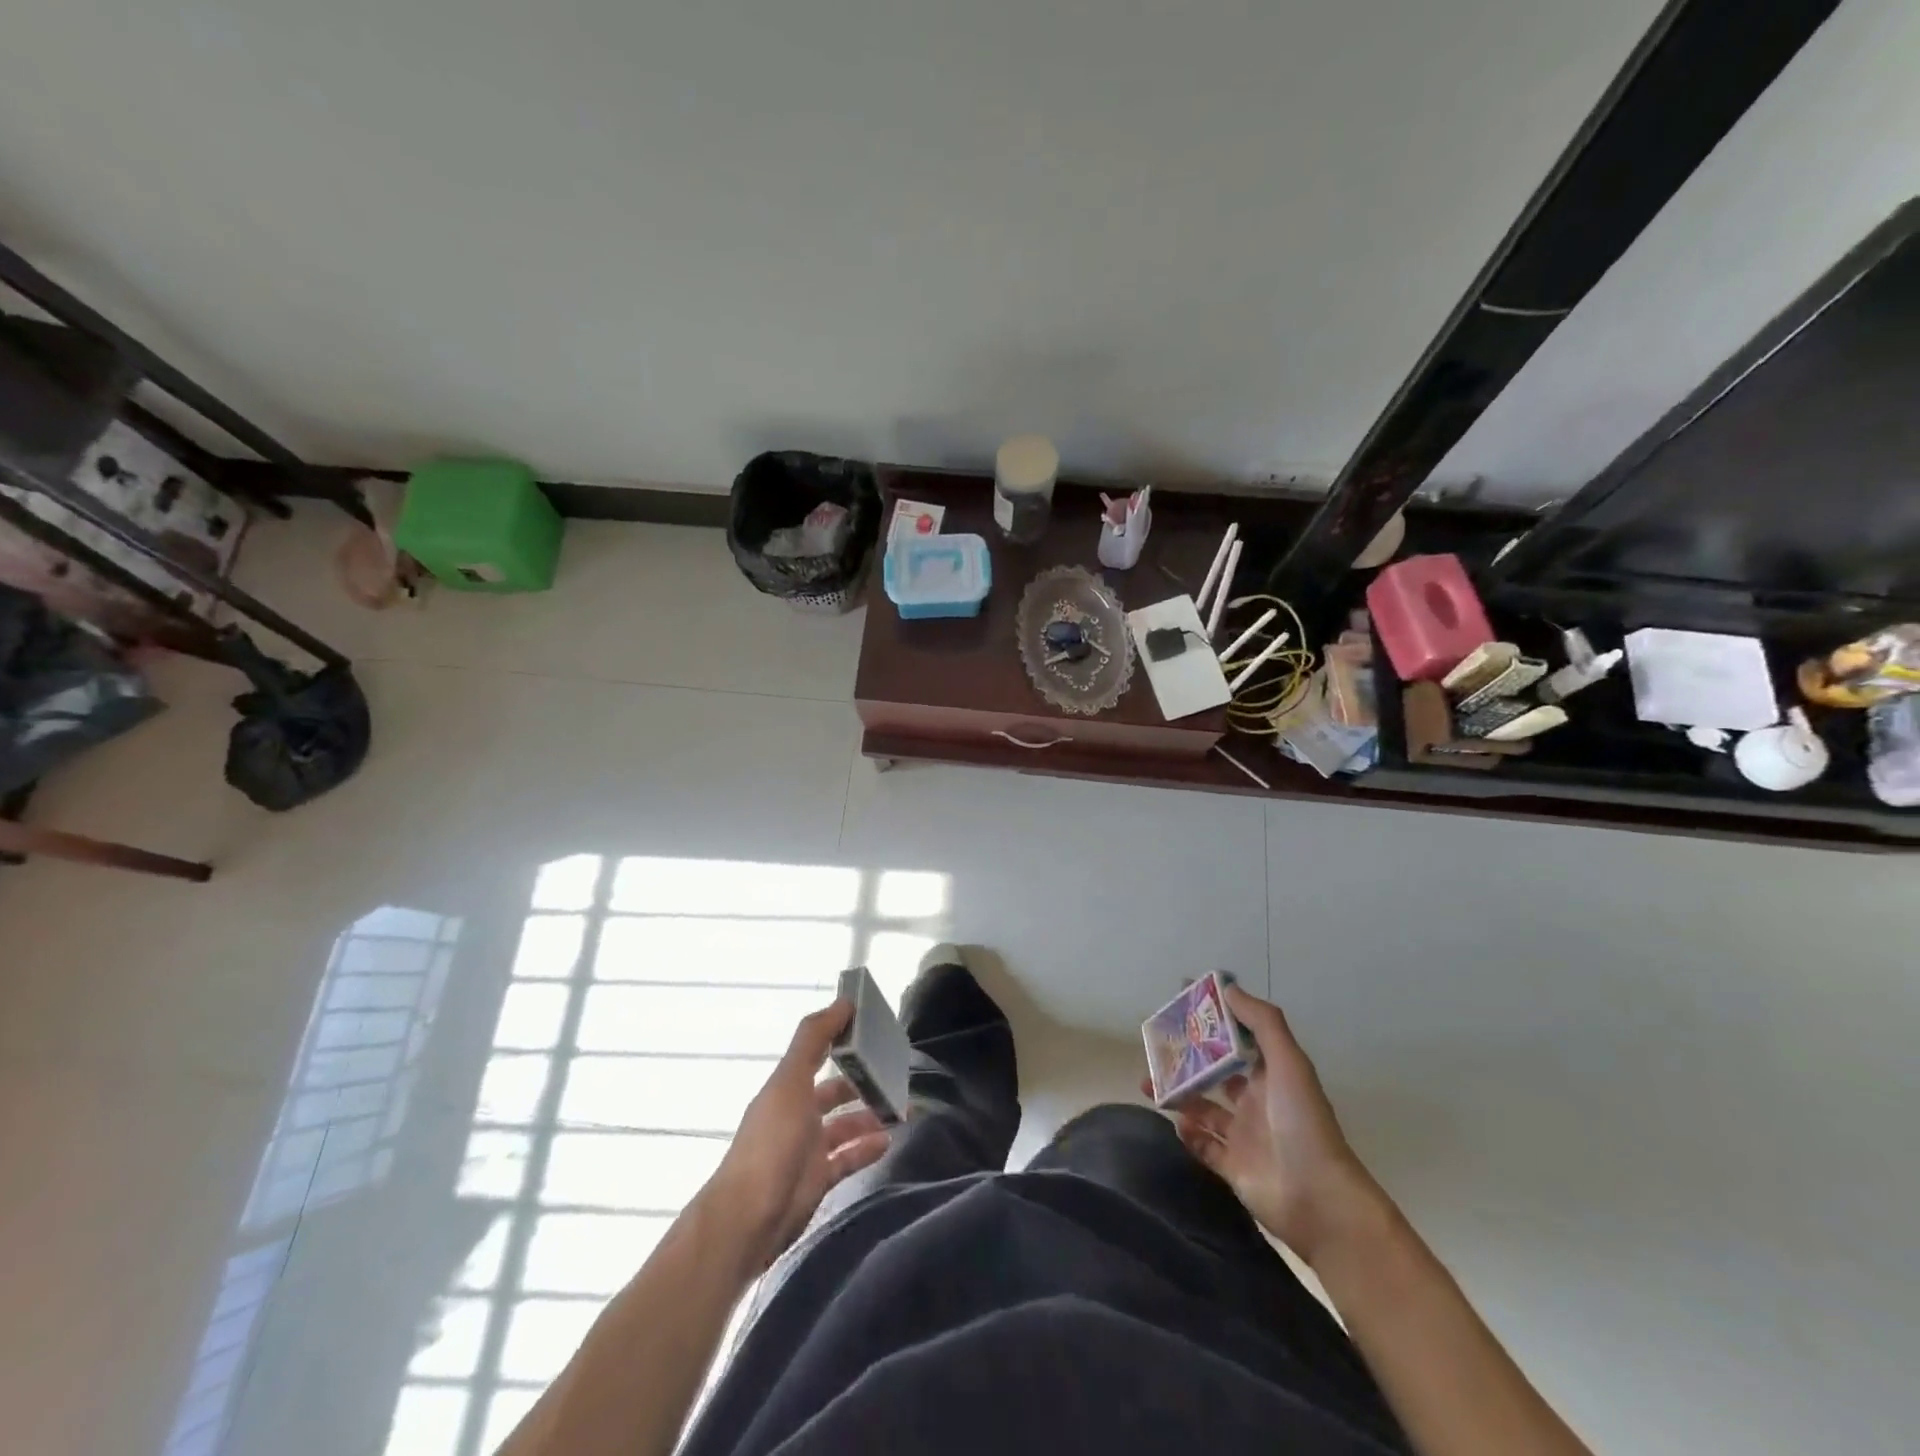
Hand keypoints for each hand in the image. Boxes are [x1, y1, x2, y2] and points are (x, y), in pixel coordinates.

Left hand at [704, 1001, 892, 1270]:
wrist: (748, 1219)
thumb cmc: (772, 1142)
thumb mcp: (791, 1081)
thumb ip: (814, 1039)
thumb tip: (843, 1000)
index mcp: (787, 1087)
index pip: (817, 1051)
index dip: (841, 1035)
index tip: (873, 1025)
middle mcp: (796, 1113)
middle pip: (833, 1090)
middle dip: (862, 1080)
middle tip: (896, 1072)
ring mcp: (806, 1149)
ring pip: (844, 1125)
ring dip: (869, 1115)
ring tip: (900, 1107)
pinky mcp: (817, 1181)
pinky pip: (848, 1159)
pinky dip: (866, 1148)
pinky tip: (888, 1140)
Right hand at [1159, 986, 1386, 1263]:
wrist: (1319, 1199)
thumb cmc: (1302, 1122)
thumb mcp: (1288, 1063)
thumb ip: (1262, 1023)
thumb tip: (1228, 986)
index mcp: (1271, 1077)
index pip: (1237, 1041)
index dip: (1213, 1022)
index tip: (1182, 1004)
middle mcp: (1256, 1103)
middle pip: (1215, 1075)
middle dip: (1187, 1061)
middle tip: (1156, 1048)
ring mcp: (1244, 1137)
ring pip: (1203, 1109)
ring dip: (1179, 1096)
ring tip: (1149, 1083)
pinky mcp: (1234, 1169)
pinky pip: (1204, 1146)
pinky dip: (1188, 1135)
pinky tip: (1175, 1123)